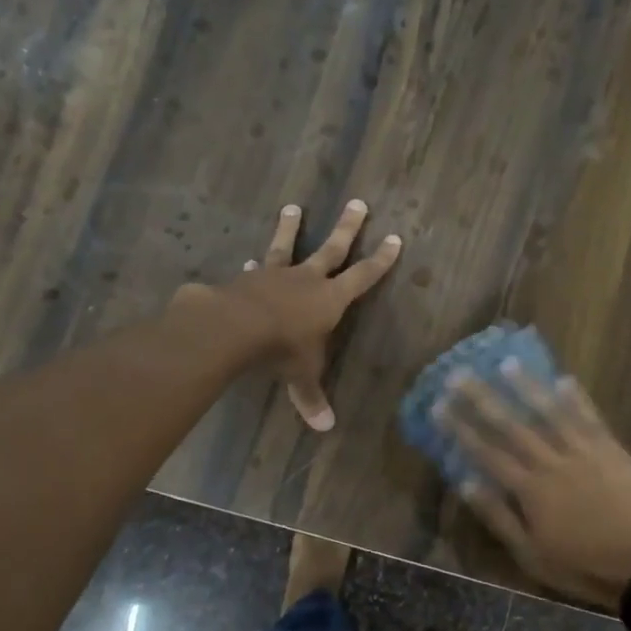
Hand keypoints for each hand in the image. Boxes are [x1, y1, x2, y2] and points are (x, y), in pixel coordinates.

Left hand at [181, 200, 400, 430]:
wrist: (235, 327)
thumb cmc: (281, 349)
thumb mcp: (302, 375)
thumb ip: (312, 396)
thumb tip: (326, 428)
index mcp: (331, 299)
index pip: (363, 277)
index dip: (380, 260)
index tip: (395, 239)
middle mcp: (307, 280)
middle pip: (333, 248)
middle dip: (347, 227)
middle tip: (358, 203)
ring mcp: (276, 275)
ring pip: (288, 246)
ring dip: (291, 227)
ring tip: (292, 207)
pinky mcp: (248, 278)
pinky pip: (256, 268)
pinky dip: (255, 265)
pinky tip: (250, 260)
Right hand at [440, 366, 630, 605]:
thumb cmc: (582, 567)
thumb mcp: (531, 555)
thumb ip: (499, 517)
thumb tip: (466, 483)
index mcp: (530, 490)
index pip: (487, 453)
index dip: (461, 428)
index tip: (439, 406)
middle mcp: (553, 463)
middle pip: (512, 426)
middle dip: (483, 398)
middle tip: (460, 374)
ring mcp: (585, 453)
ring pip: (551, 413)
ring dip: (527, 387)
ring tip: (507, 363)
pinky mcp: (612, 451)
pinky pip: (591, 418)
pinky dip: (577, 399)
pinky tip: (564, 379)